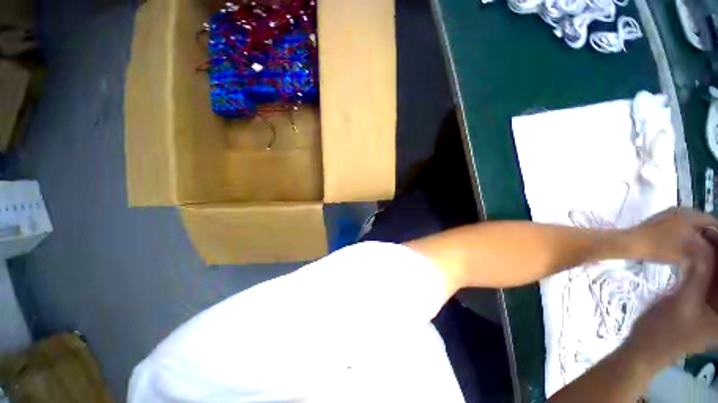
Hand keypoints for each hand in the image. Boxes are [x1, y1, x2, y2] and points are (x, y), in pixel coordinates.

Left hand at [621, 207, 717, 264]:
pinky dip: (685, 230)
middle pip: (701, 220)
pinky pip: (679, 222)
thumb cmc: (660, 247)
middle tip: (710, 246)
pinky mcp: (660, 218)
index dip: (717, 233)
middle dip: (708, 231)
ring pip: (690, 221)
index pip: (711, 221)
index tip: (717, 244)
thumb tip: (712, 246)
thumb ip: (705, 247)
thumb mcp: (688, 250)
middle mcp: (680, 209)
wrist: (631, 242)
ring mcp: (668, 212)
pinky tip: (684, 242)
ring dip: (696, 231)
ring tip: (698, 245)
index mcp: (689, 215)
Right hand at [626, 243, 717, 371]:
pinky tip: (695, 257)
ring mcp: (714, 309)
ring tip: (701, 241)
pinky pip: (708, 282)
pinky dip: (704, 268)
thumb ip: (697, 273)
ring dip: (711, 259)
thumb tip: (702, 242)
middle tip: (706, 234)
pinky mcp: (703, 305)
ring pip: (717, 278)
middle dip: (717, 254)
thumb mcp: (682, 301)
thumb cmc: (664, 329)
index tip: (713, 233)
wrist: (644, 347)